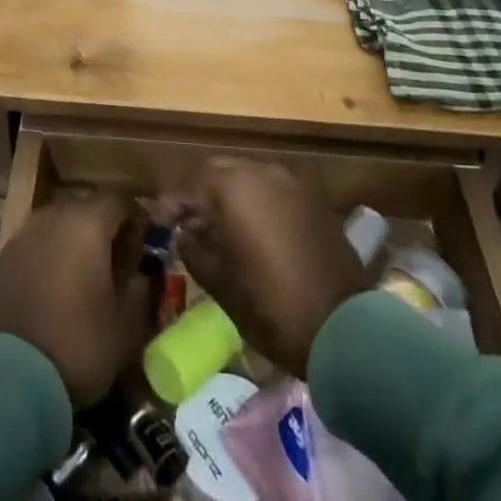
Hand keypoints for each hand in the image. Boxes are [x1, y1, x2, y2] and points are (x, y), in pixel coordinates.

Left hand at [0, 194, 154, 409]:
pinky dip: (53, 256)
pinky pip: (39, 244)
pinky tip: (59, 287)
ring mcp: (25, 234)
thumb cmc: (78, 343)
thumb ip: (140, 289)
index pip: (120, 198)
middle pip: (88, 208)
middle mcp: (54, 216)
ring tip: (89, 276)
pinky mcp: (4, 257)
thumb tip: (144, 272)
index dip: (137, 215)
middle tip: (121, 261)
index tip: (148, 239)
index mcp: (87, 222)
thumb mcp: (126, 325)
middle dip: (106, 228)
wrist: (9, 376)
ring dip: (77, 242)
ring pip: (61, 225)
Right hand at [174, 159, 369, 379]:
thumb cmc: (272, 307)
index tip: (156, 218)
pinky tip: (250, 228)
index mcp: (233, 188)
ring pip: (246, 175)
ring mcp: (290, 183)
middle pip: (218, 171)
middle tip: (184, 218)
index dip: (169, 202)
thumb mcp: (220, 283)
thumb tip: (185, 231)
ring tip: (216, 224)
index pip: (189, 185)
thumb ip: (195, 248)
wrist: (345, 329)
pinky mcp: (312, 199)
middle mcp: (261, 172)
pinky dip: (254, 200)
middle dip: (198, 191)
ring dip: (227, 193)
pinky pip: (271, 189)